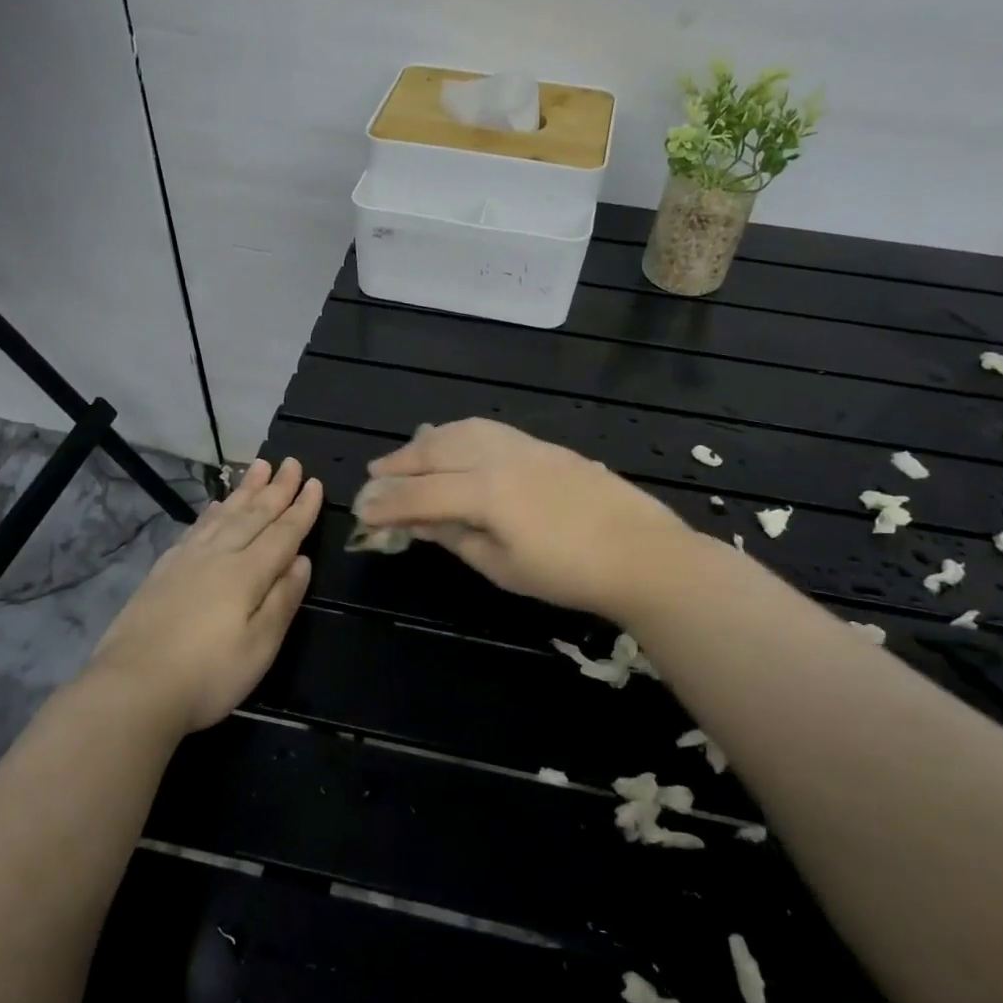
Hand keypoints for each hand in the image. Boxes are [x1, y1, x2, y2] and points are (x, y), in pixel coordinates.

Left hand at [89, 458, 321, 732]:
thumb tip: (301, 561)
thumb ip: (282, 600)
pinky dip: (212, 512)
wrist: (132, 688)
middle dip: (276, 489)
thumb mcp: (260, 647)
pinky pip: (196, 528)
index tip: (314, 482)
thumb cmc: (208, 675)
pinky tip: (216, 505)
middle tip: (291, 462)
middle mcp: (218, 556)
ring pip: (224, 515)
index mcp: (247, 574)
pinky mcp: (163, 571)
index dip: (301, 509)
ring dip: (245, 490)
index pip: (282, 533)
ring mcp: (187, 560)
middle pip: (253, 515)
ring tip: (259, 467)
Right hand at [354, 419, 690, 618]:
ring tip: (406, 453)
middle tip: (373, 475)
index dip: (387, 502)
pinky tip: (454, 442)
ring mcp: (523, 445)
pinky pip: (487, 429)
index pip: (420, 493)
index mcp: (484, 491)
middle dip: (399, 464)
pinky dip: (458, 433)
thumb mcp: (503, 567)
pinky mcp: (543, 445)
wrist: (642, 554)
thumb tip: (421, 523)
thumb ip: (457, 538)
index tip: (360, 509)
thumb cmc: (569, 573)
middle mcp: (497, 457)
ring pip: (460, 431)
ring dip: (426, 441)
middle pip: (434, 451)